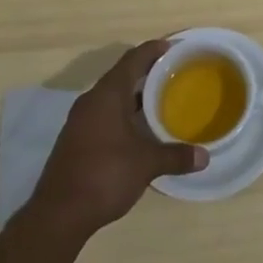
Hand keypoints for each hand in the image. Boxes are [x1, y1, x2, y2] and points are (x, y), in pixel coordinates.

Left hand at [29, 39, 206, 240]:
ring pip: (112, 97)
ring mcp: (80, 121)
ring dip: (134, 96)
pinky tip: (139, 130)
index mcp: (107, 95)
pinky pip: (104, 115)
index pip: (133, 59)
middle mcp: (91, 101)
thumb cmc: (104, 175)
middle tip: (174, 74)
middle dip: (147, 72)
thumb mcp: (146, 164)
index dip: (154, 50)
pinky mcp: (76, 140)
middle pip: (122, 76)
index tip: (174, 47)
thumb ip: (175, 156)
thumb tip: (205, 157)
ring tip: (161, 100)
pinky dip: (123, 114)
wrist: (58, 214)